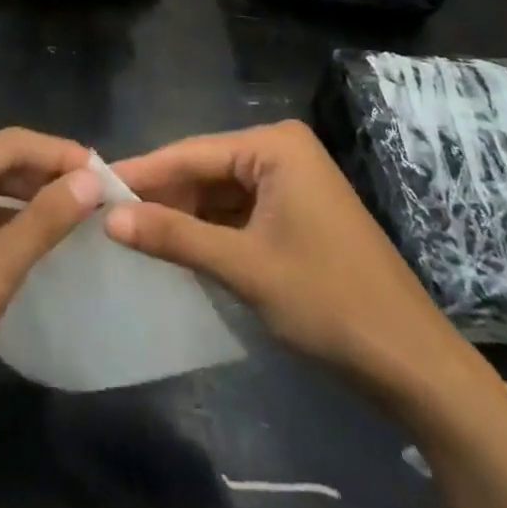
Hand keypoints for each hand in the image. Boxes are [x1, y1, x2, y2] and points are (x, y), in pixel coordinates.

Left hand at [0, 128, 101, 436]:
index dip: (58, 154)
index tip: (104, 169)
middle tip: (94, 189)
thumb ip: (45, 220)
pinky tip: (33, 230)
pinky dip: (2, 217)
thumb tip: (92, 180)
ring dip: (25, 194)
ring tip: (73, 205)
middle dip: (43, 173)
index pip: (8, 144)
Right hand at [104, 121, 481, 407]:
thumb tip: (110, 219)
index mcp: (275, 145)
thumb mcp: (244, 268)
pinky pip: (241, 210)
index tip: (94, 184)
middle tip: (108, 214)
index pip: (192, 152)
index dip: (143, 172)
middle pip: (207, 169)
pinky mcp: (297, 211)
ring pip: (221, 191)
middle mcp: (282, 150)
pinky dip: (211, 228)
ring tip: (131, 231)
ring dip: (184, 214)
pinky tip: (178, 245)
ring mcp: (293, 180)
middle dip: (163, 195)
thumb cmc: (328, 302)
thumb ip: (175, 238)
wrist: (412, 362)